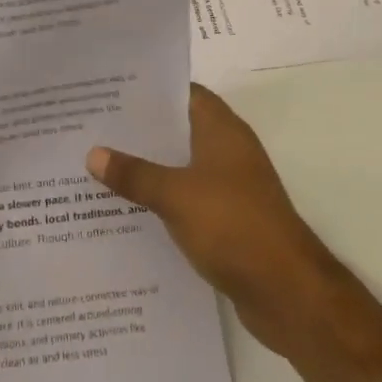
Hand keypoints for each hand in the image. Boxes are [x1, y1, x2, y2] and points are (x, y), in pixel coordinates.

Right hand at [87, 83, 341, 359]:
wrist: (288, 293)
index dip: (149, 88)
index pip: (183, 92)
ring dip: (149, 167)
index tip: (110, 89)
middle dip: (140, 129)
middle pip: (178, 129)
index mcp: (221, 130)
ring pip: (181, 166)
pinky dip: (163, 200)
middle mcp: (228, 150)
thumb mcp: (174, 195)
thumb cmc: (233, 225)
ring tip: (101, 165)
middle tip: (94, 126)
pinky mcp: (229, 220)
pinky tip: (128, 209)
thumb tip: (92, 153)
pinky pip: (187, 199)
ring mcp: (231, 187)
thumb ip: (134, 174)